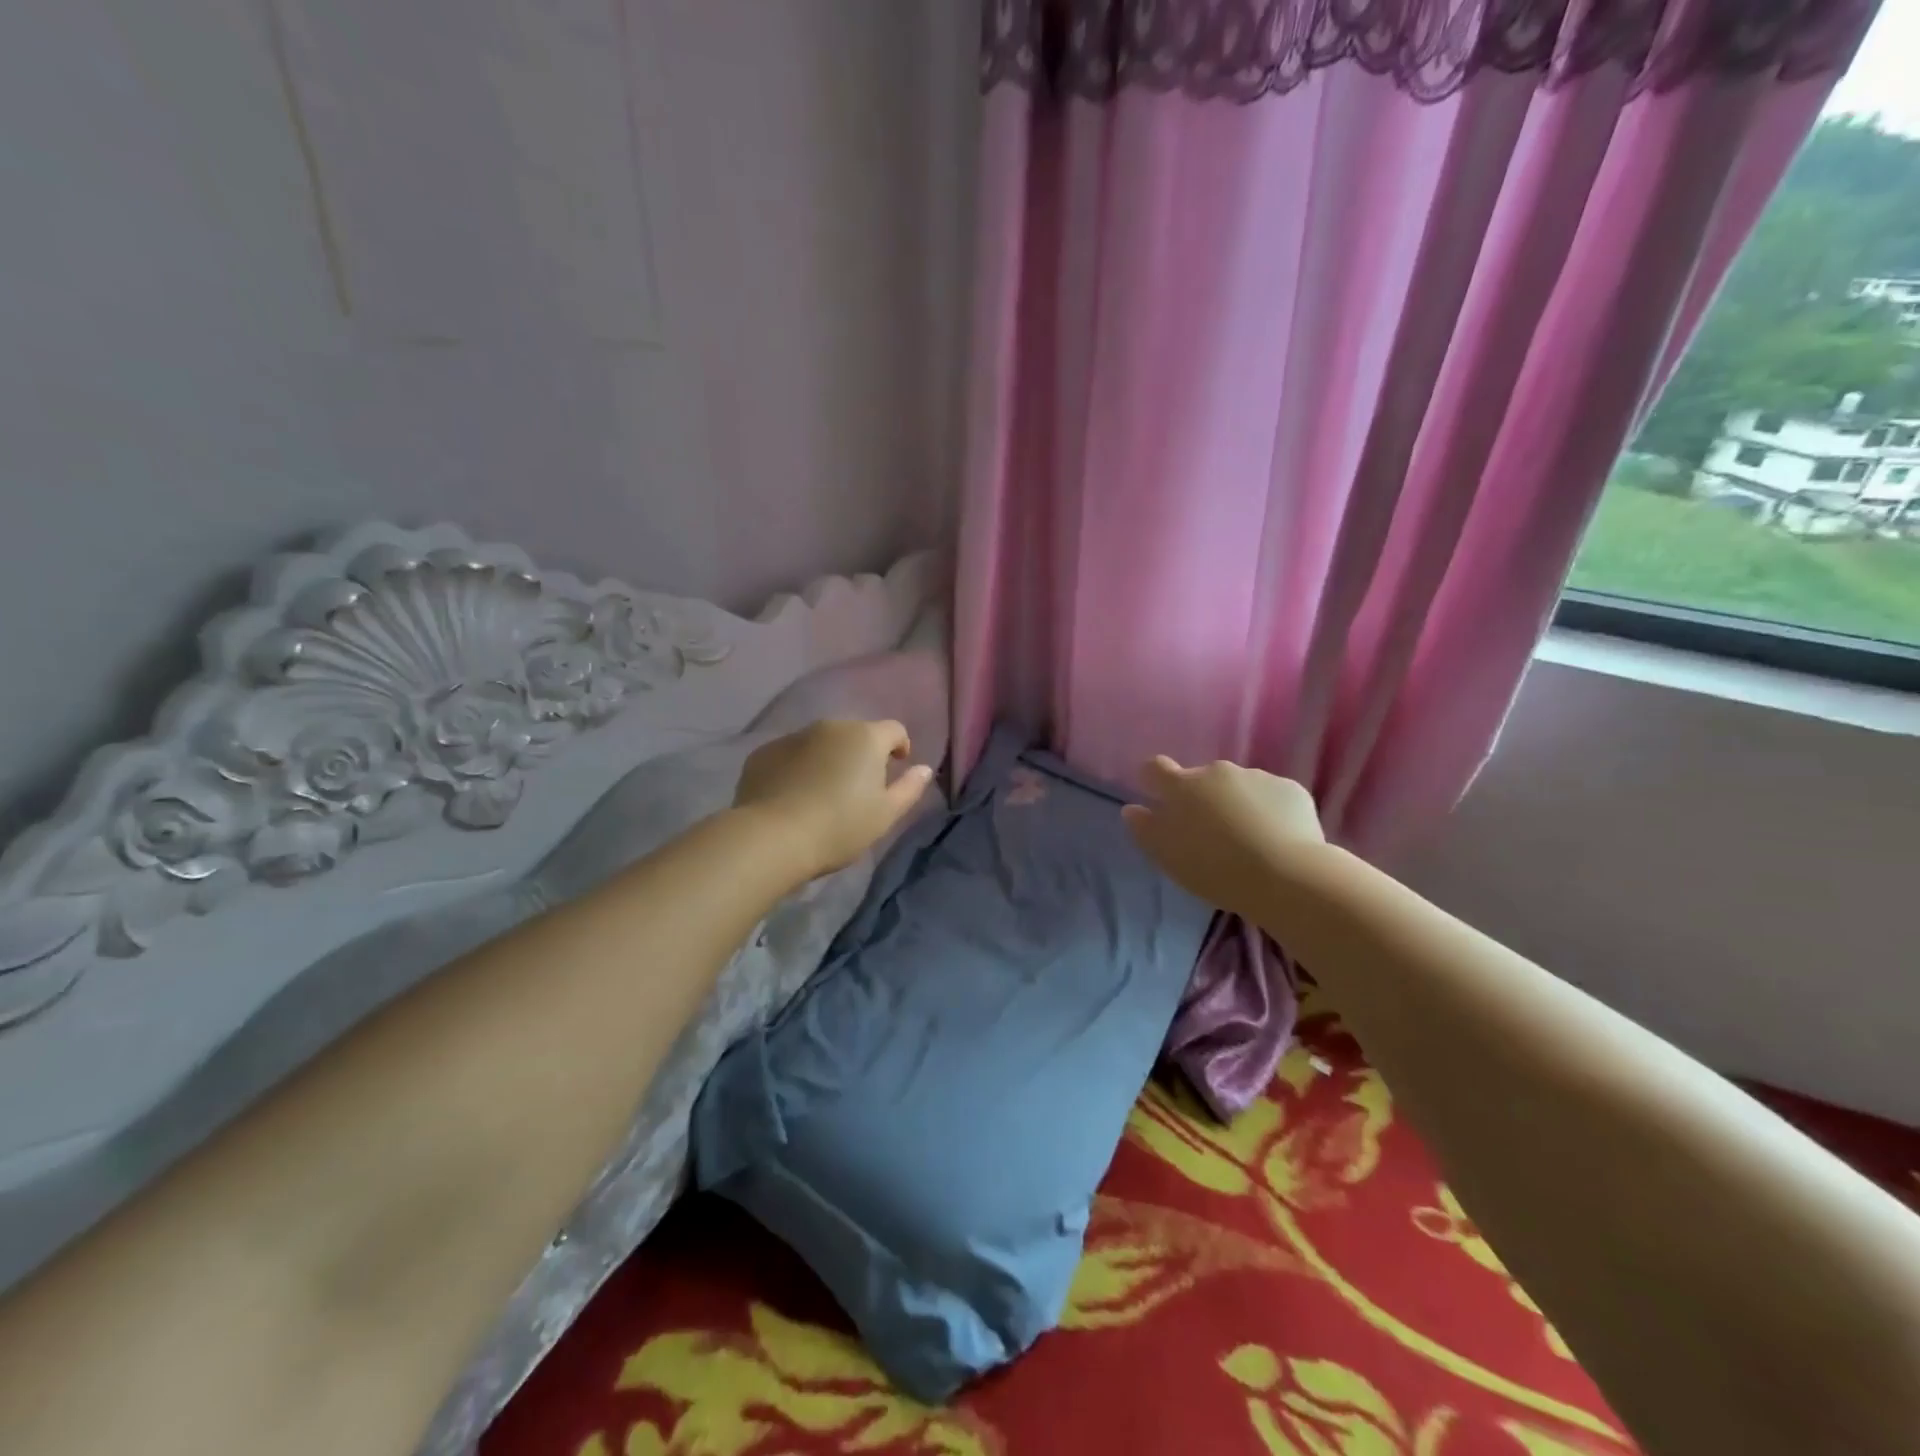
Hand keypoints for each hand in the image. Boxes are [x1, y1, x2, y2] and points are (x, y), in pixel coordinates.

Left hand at [733, 719, 933, 879]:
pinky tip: (792, 796)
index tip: (896, 768)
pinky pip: (790, 755)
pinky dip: (797, 768)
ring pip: (820, 742)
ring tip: (823, 793)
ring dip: (828, 759)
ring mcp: (793, 737)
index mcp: (866, 737)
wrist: (772, 838)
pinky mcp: (763, 753)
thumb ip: (909, 788)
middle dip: (861, 754)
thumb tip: (924, 769)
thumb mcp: (885, 814)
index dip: (900, 746)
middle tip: (858, 789)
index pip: (894, 730)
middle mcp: (830, 727)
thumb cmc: (840, 826)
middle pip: (855, 734)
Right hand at [1122, 756, 1325, 916]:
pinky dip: (1269, 811)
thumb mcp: (1167, 856)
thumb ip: (1144, 829)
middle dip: (1203, 798)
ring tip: (1249, 839)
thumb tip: (1132, 809)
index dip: (1154, 780)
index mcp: (1182, 786)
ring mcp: (1257, 776)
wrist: (1285, 875)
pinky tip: (1276, 839)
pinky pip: (1272, 796)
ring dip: (1237, 804)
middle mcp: (1217, 771)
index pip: (1155, 768)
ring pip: (1239, 787)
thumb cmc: (1214, 867)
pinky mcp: (1290, 789)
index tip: (1158, 797)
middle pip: (1201, 779)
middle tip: (1211, 833)